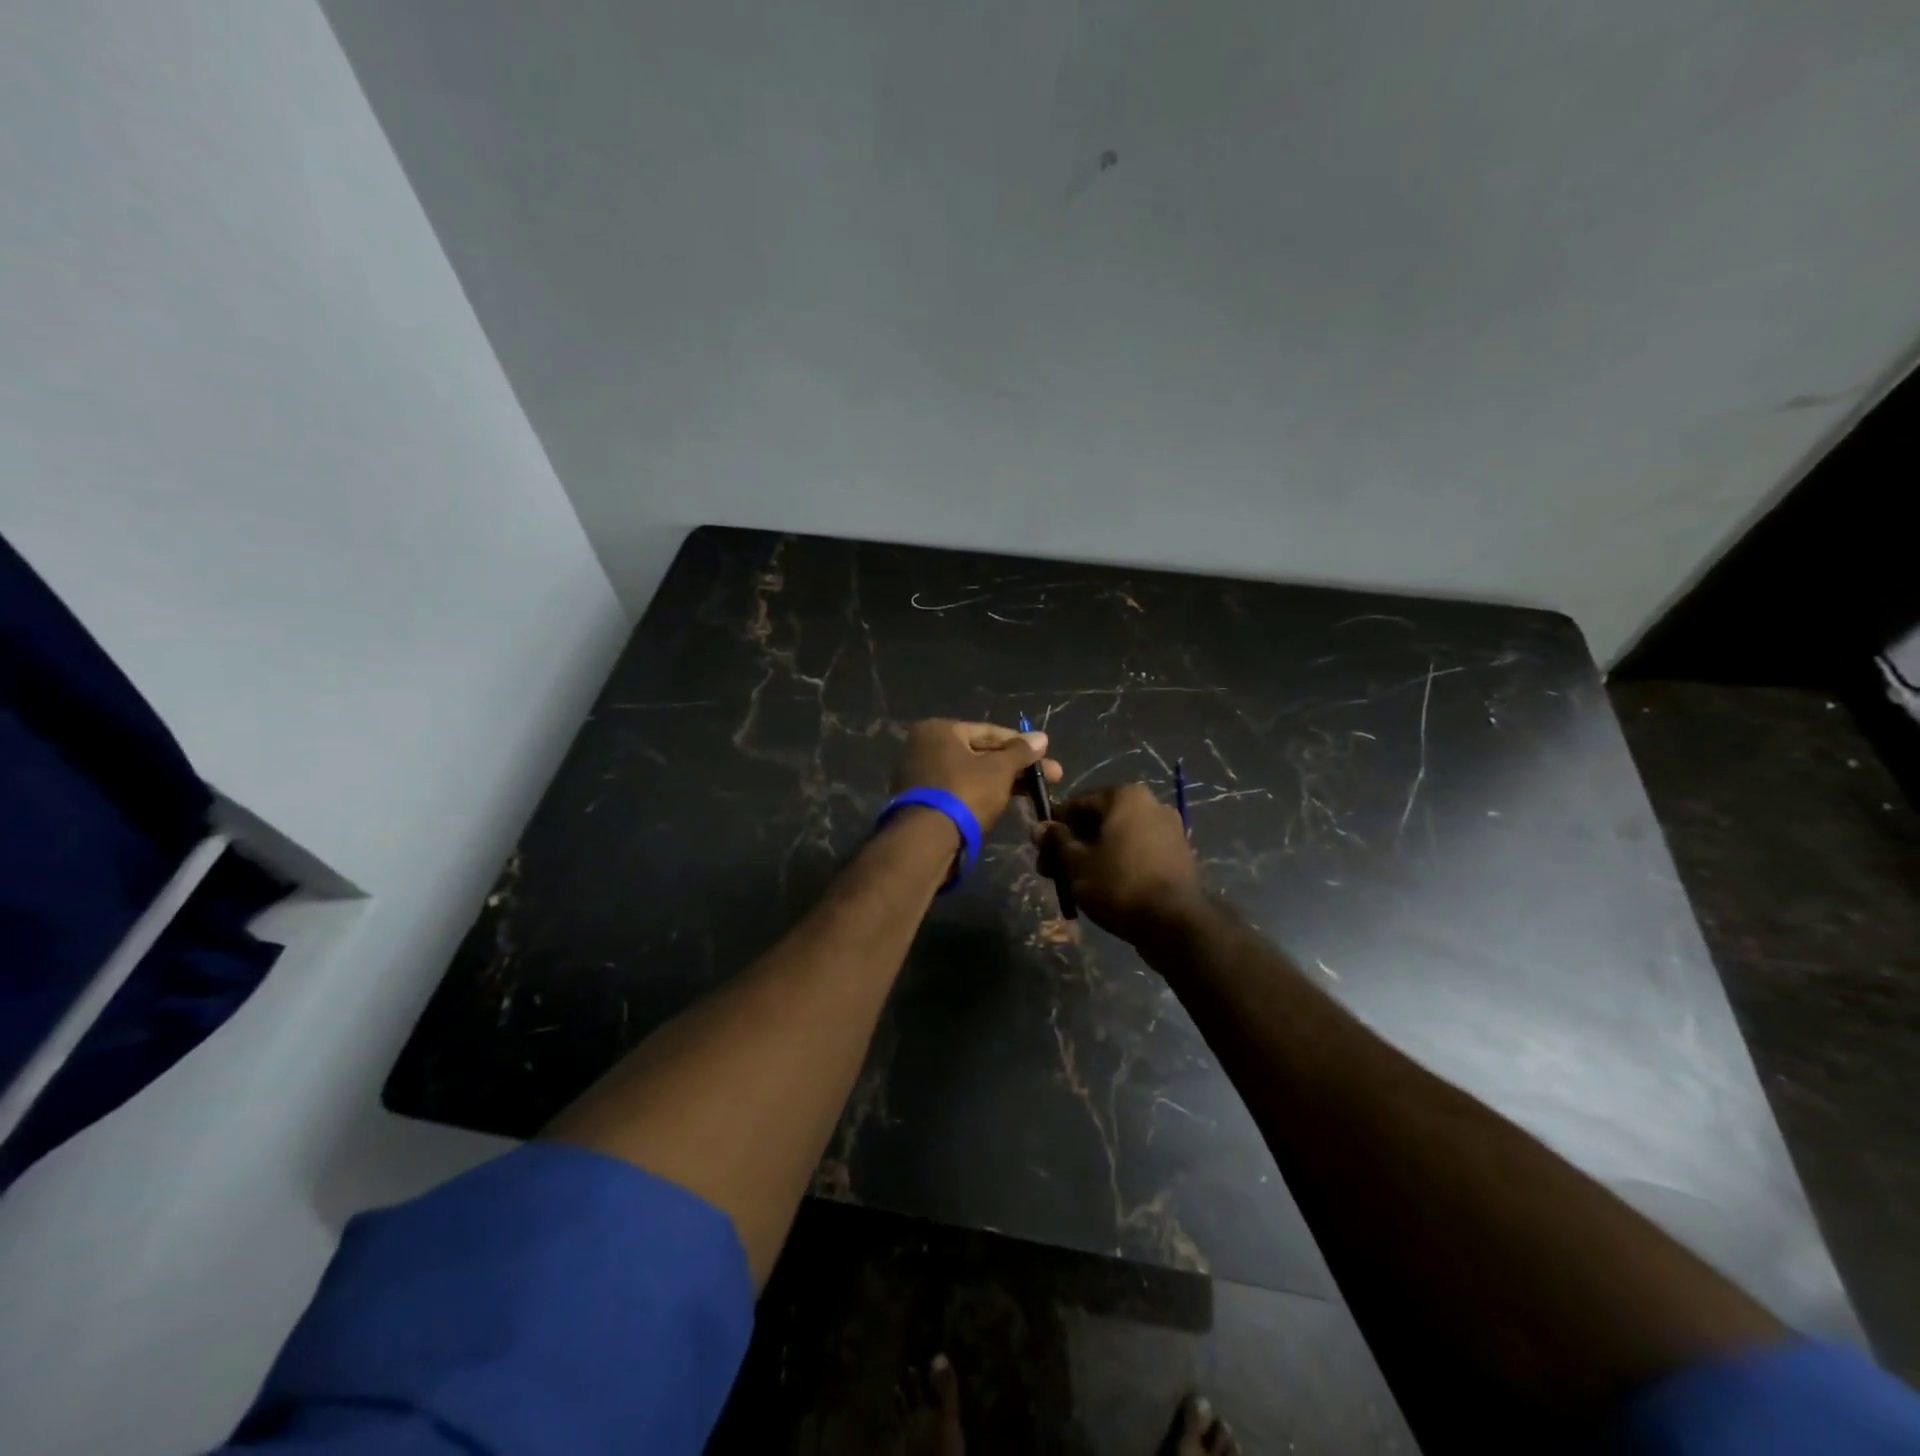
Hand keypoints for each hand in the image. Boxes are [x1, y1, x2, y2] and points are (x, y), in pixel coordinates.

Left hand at [891, 719, 1062, 834]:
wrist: (927, 840)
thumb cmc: (965, 792)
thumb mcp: (999, 769)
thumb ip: (1021, 752)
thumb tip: (1041, 737)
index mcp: (938, 730)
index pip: (988, 732)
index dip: (1021, 744)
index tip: (1046, 755)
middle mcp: (924, 747)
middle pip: (980, 753)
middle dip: (1016, 766)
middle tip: (1051, 777)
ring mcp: (921, 775)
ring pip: (972, 774)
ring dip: (1003, 782)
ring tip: (1035, 793)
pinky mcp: (924, 802)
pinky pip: (960, 790)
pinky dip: (982, 794)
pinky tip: (1007, 802)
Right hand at [1034, 783, 1204, 942]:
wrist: (1176, 922)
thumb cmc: (1119, 884)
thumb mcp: (1077, 863)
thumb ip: (1057, 841)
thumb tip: (1041, 827)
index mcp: (1125, 796)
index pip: (1077, 803)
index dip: (1054, 825)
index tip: (1039, 848)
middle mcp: (1151, 804)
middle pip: (1098, 821)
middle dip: (1071, 844)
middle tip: (1051, 871)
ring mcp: (1168, 830)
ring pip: (1116, 838)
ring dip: (1091, 856)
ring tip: (1072, 885)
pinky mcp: (1176, 856)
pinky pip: (1135, 852)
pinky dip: (1115, 864)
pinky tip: (1100, 887)